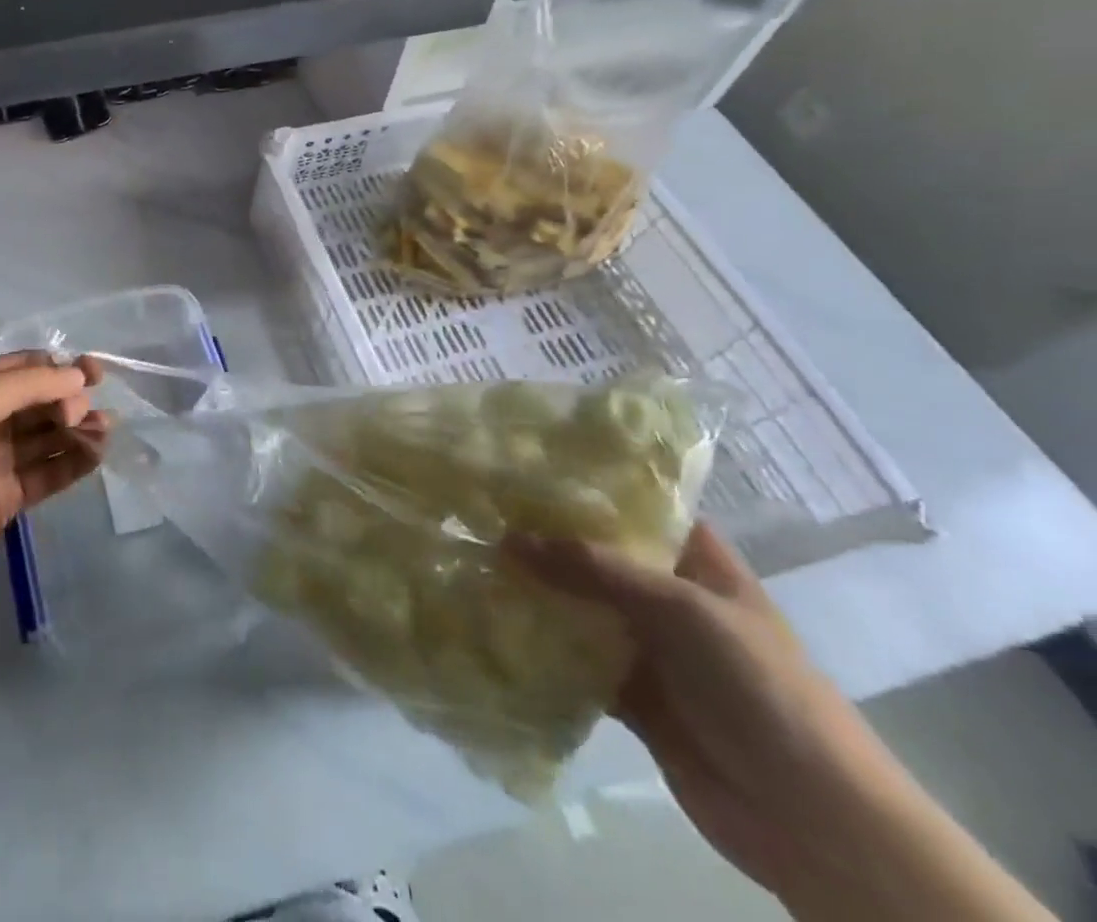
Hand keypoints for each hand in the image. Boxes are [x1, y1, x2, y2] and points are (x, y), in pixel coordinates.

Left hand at [0, 353, 108, 612]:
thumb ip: (26, 385)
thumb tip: (77, 375)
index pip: (25, 367)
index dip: (61, 369)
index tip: (96, 376)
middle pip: (40, 401)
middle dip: (70, 401)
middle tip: (85, 417)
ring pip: (47, 437)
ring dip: (77, 431)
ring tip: (104, 436)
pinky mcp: (4, 500)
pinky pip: (46, 473)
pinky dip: (72, 463)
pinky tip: (95, 458)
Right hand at [505, 523, 926, 909]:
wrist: (813, 820)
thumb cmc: (759, 687)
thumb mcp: (680, 608)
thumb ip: (593, 569)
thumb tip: (507, 538)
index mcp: (697, 563)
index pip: (639, 505)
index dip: (589, 484)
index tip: (526, 463)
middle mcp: (669, 597)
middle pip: (598, 554)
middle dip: (545, 536)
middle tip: (479, 509)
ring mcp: (650, 648)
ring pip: (580, 605)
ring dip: (536, 590)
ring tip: (471, 557)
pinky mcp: (630, 695)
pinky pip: (575, 658)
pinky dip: (540, 645)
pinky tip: (491, 622)